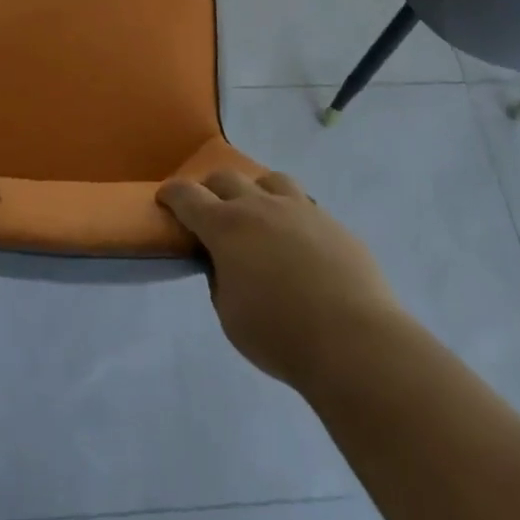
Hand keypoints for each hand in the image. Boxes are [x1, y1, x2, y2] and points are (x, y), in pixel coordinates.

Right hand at [158, 169, 400, 388]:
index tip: (165, 198)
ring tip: (258, 214)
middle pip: (226, 178)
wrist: (354, 340)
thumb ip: (220, 279)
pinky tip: (297, 241)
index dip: (172, 194)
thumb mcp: (229, 315)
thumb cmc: (279, 334)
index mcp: (226, 226)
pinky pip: (304, 205)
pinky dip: (290, 214)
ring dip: (255, 191)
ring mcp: (300, 209)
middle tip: (209, 210)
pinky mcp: (332, 222)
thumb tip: (225, 262)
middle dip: (210, 189)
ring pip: (270, 180)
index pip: (188, 196)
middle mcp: (260, 206)